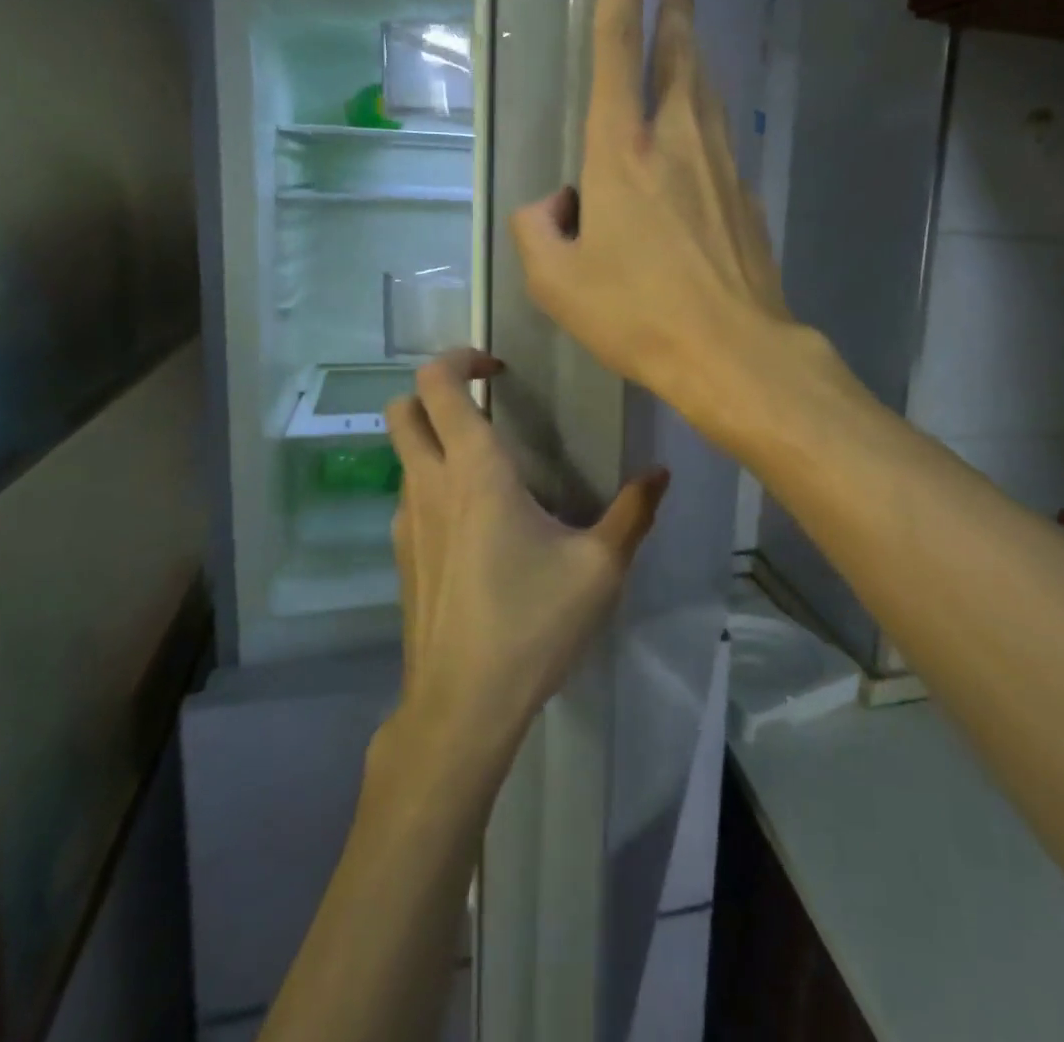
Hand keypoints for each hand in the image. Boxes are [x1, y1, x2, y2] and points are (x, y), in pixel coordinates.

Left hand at [381, 349, 669, 764]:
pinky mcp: (401, 557)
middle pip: (402, 408)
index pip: (438, 384)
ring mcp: (406, 522)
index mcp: (475, 471)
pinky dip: (434, 483)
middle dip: (437, 390)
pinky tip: (477, 526)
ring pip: (403, 453)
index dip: (460, 358)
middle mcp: (429, 485)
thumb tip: (661, 472)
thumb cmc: (533, 624)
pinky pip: (410, 496)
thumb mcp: (600, 567)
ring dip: (436, 439)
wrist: (462, 707)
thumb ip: (634, 512)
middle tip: (485, 403)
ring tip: (492, 467)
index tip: (498, 368)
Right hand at [511, 0, 790, 428]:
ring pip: (708, 97)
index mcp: (623, 150)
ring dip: (697, 63)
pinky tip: (705, 143)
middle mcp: (678, 142)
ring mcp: (723, 168)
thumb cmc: (636, 315)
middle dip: (675, 16)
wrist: (732, 351)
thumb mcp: (556, 281)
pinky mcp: (748, 200)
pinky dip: (709, 126)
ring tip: (690, 46)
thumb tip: (558, 205)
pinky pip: (724, 145)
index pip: (616, 49)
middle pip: (679, 59)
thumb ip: (538, 229)